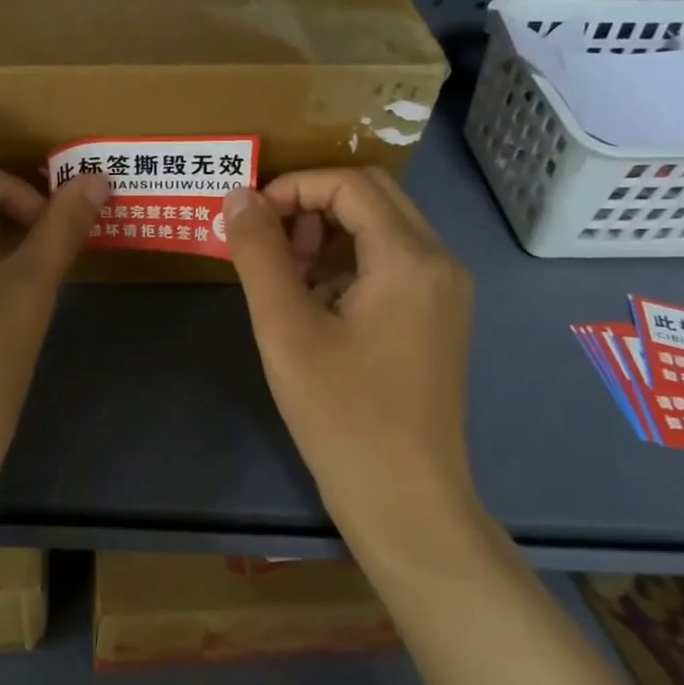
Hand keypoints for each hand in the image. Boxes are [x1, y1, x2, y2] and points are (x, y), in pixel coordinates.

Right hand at [223, 168, 478, 553]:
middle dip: (311, 204)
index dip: (291, 188)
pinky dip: (348, 262)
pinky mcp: (438, 317)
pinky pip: (391, 262)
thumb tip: (238, 197)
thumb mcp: (286, 329)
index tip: (249, 221)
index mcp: (409, 258)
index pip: (348, 183)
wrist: (405, 501)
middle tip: (268, 243)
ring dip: (328, 232)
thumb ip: (259, 254)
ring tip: (285, 274)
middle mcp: (439, 262)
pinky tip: (316, 304)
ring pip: (382, 227)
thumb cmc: (342, 415)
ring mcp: (445, 291)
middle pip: (371, 195)